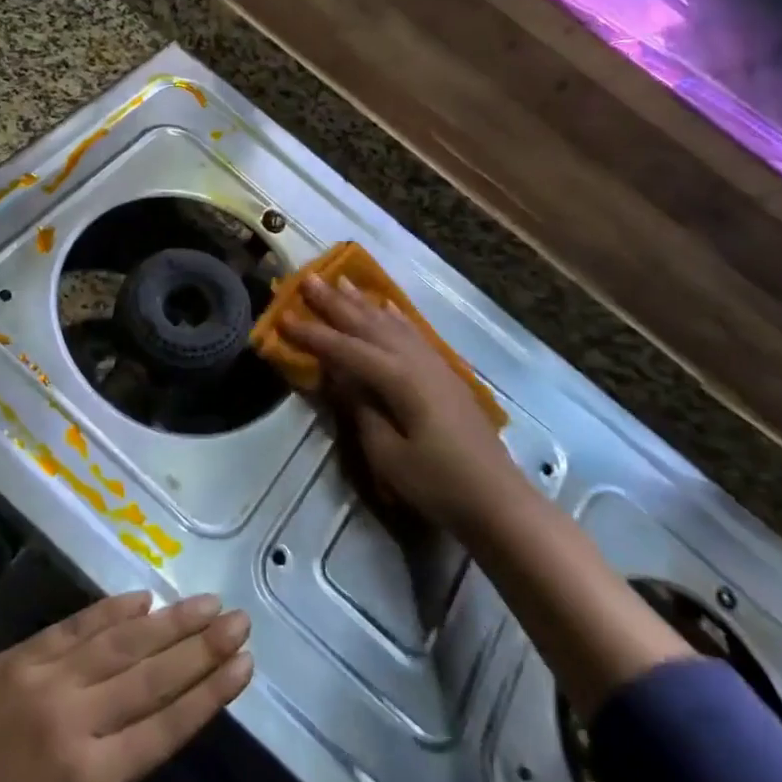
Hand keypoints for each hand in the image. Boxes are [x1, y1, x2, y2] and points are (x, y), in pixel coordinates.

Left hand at [0, 591, 251, 781]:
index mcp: (83, 777)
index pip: (164, 726)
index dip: (208, 692)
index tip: (244, 664)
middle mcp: (71, 716)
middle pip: (150, 673)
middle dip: (201, 645)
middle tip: (239, 618)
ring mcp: (43, 678)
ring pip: (119, 641)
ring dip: (168, 620)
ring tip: (207, 601)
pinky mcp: (17, 658)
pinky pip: (74, 627)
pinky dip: (111, 609)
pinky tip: (141, 596)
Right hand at [280, 274, 515, 532]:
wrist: (498, 501)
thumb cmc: (438, 484)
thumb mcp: (387, 455)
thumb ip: (361, 410)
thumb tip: (339, 377)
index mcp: (399, 379)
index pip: (346, 350)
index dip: (313, 335)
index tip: (283, 317)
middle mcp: (416, 361)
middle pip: (369, 325)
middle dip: (336, 303)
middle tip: (309, 279)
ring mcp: (435, 365)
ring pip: (392, 324)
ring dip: (364, 303)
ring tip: (341, 281)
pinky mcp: (445, 375)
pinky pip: (413, 334)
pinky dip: (395, 318)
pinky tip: (387, 308)